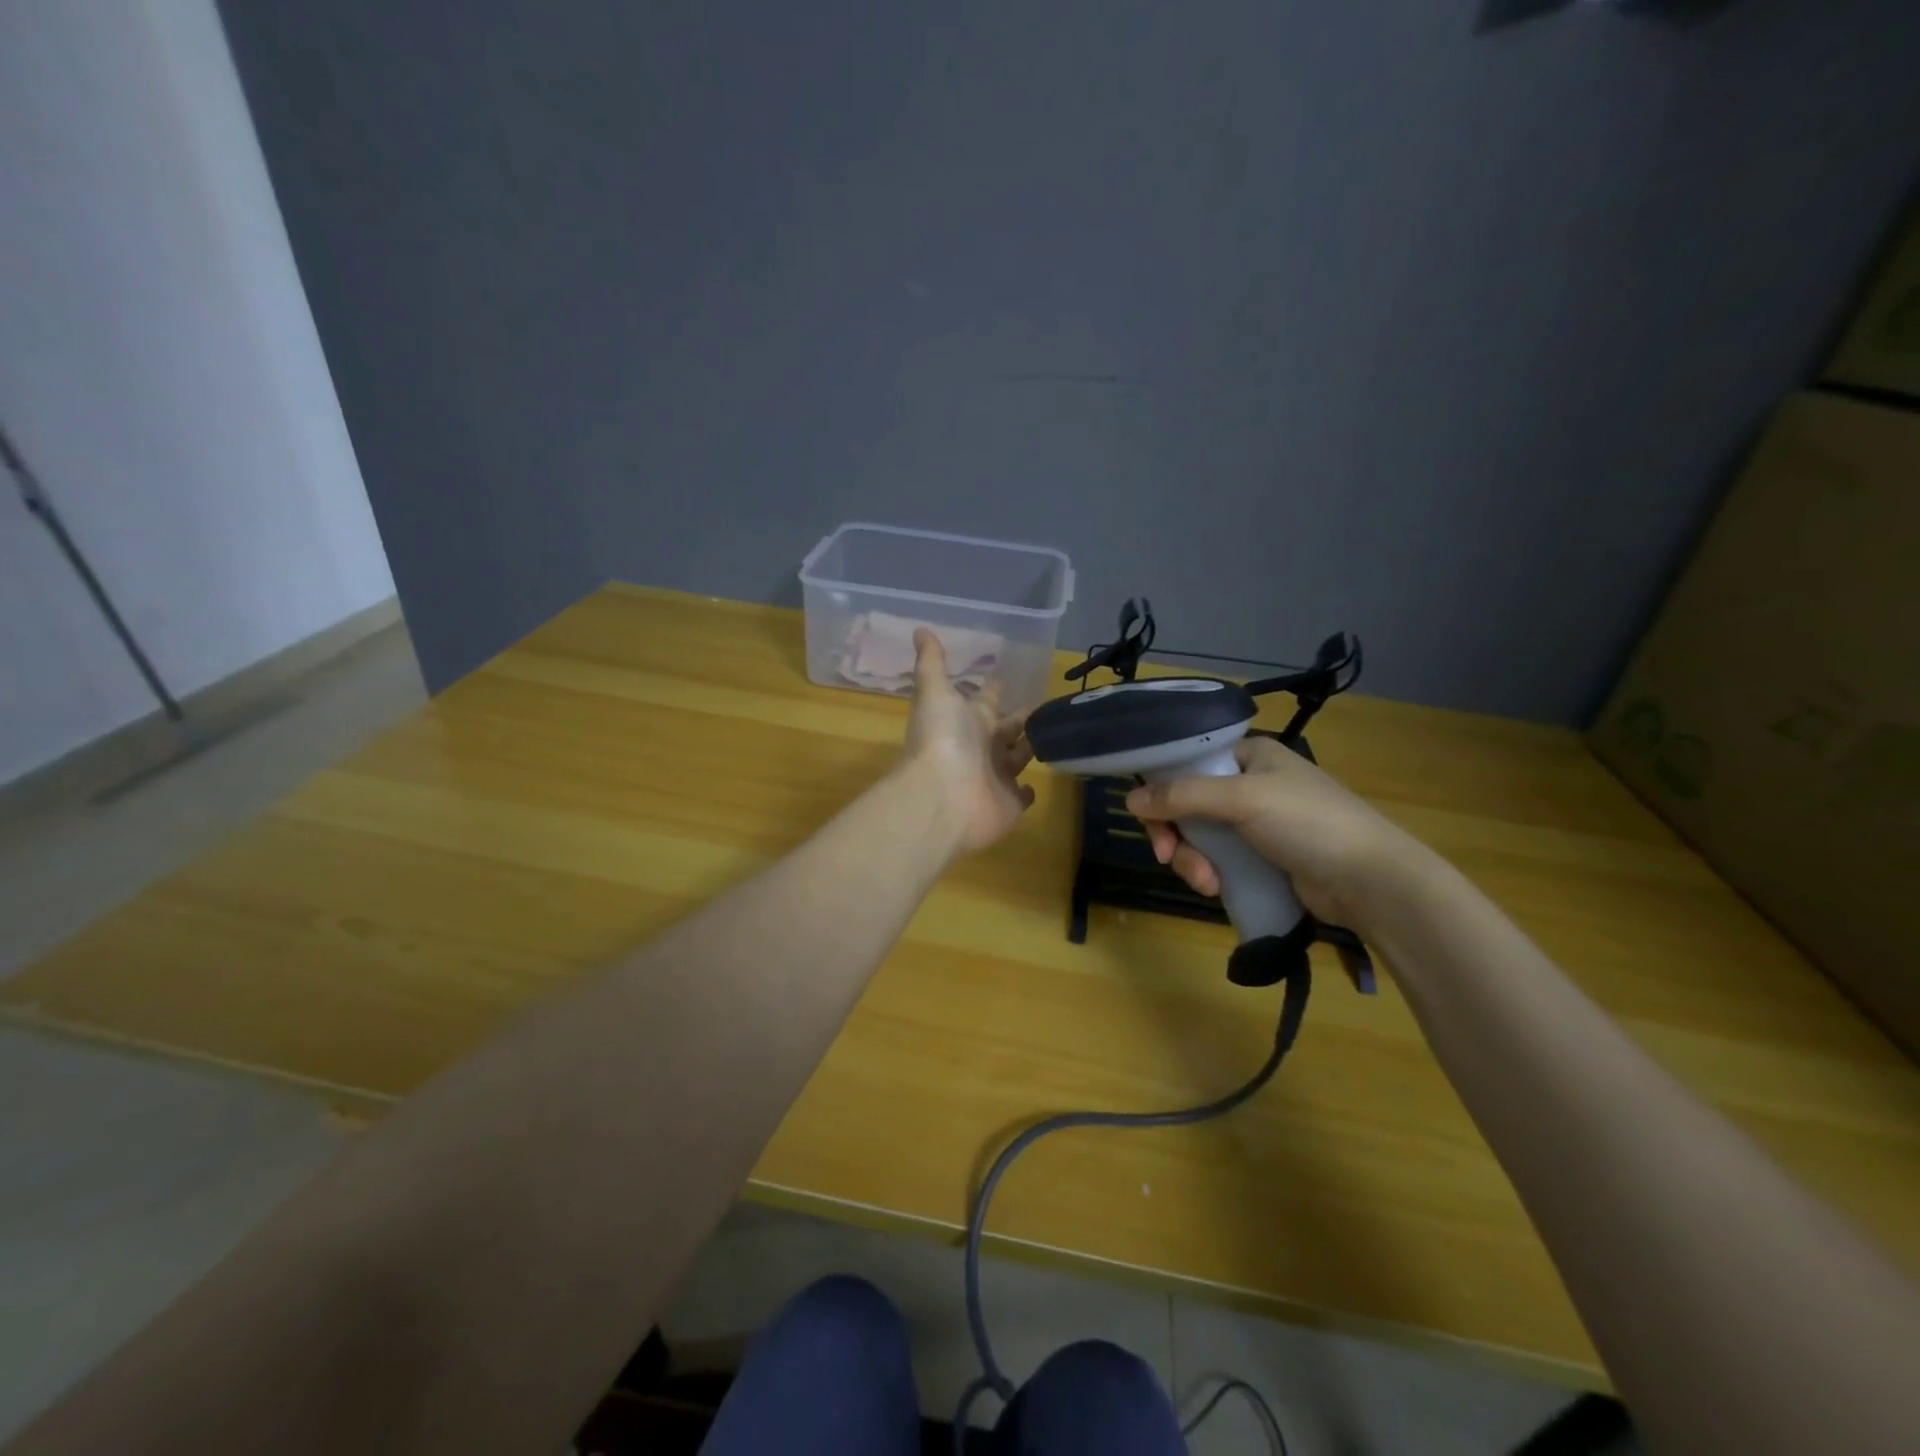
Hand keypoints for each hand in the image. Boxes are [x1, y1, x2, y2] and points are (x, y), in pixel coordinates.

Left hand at [897, 629, 1035, 854]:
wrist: (943, 799)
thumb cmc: (943, 740)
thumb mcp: (936, 693)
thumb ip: (932, 664)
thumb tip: (920, 629)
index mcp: (968, 720)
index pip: (986, 700)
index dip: (995, 690)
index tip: (1007, 678)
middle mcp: (983, 747)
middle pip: (1006, 729)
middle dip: (1021, 718)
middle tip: (1045, 706)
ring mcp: (997, 777)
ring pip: (1018, 757)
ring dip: (1030, 747)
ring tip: (1054, 735)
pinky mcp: (1010, 804)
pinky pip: (1021, 795)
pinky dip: (1027, 790)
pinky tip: (1034, 783)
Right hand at [1125, 735, 1429, 931]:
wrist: (1370, 881)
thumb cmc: (1308, 823)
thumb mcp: (1243, 799)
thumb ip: (1183, 796)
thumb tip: (1129, 799)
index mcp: (1248, 755)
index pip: (1187, 763)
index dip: (1161, 789)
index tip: (1149, 820)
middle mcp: (1249, 783)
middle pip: (1186, 804)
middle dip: (1176, 835)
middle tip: (1168, 857)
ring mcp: (1255, 823)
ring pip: (1199, 837)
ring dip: (1192, 860)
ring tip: (1207, 882)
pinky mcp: (1261, 858)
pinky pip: (1218, 860)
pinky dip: (1210, 873)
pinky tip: (1217, 889)